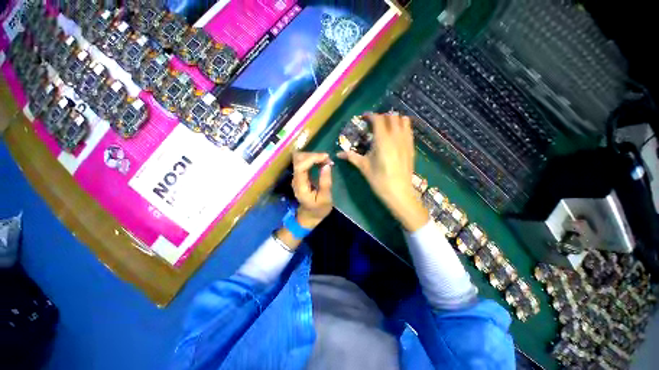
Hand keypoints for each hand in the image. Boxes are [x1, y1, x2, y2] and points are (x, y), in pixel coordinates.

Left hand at [291, 151, 333, 228]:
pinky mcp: (300, 175)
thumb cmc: (318, 209)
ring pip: (300, 159)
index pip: (300, 166)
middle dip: (313, 156)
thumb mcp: (325, 198)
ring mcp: (297, 177)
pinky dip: (313, 159)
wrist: (309, 216)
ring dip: (313, 156)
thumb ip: (325, 182)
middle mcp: (296, 179)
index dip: (312, 158)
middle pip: (298, 159)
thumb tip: (327, 165)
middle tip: (328, 159)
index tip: (326, 157)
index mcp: (300, 186)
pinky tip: (321, 162)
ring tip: (326, 160)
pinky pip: (303, 162)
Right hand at [338, 114, 427, 230]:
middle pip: (391, 117)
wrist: (399, 193)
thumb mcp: (364, 167)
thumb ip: (351, 157)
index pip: (378, 120)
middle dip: (382, 117)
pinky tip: (396, 135)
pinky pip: (409, 131)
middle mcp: (396, 137)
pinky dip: (403, 127)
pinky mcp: (411, 148)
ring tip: (386, 127)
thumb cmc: (379, 180)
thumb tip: (338, 154)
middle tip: (374, 124)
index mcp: (382, 140)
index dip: (370, 116)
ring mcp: (406, 142)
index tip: (364, 117)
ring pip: (403, 121)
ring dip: (394, 120)